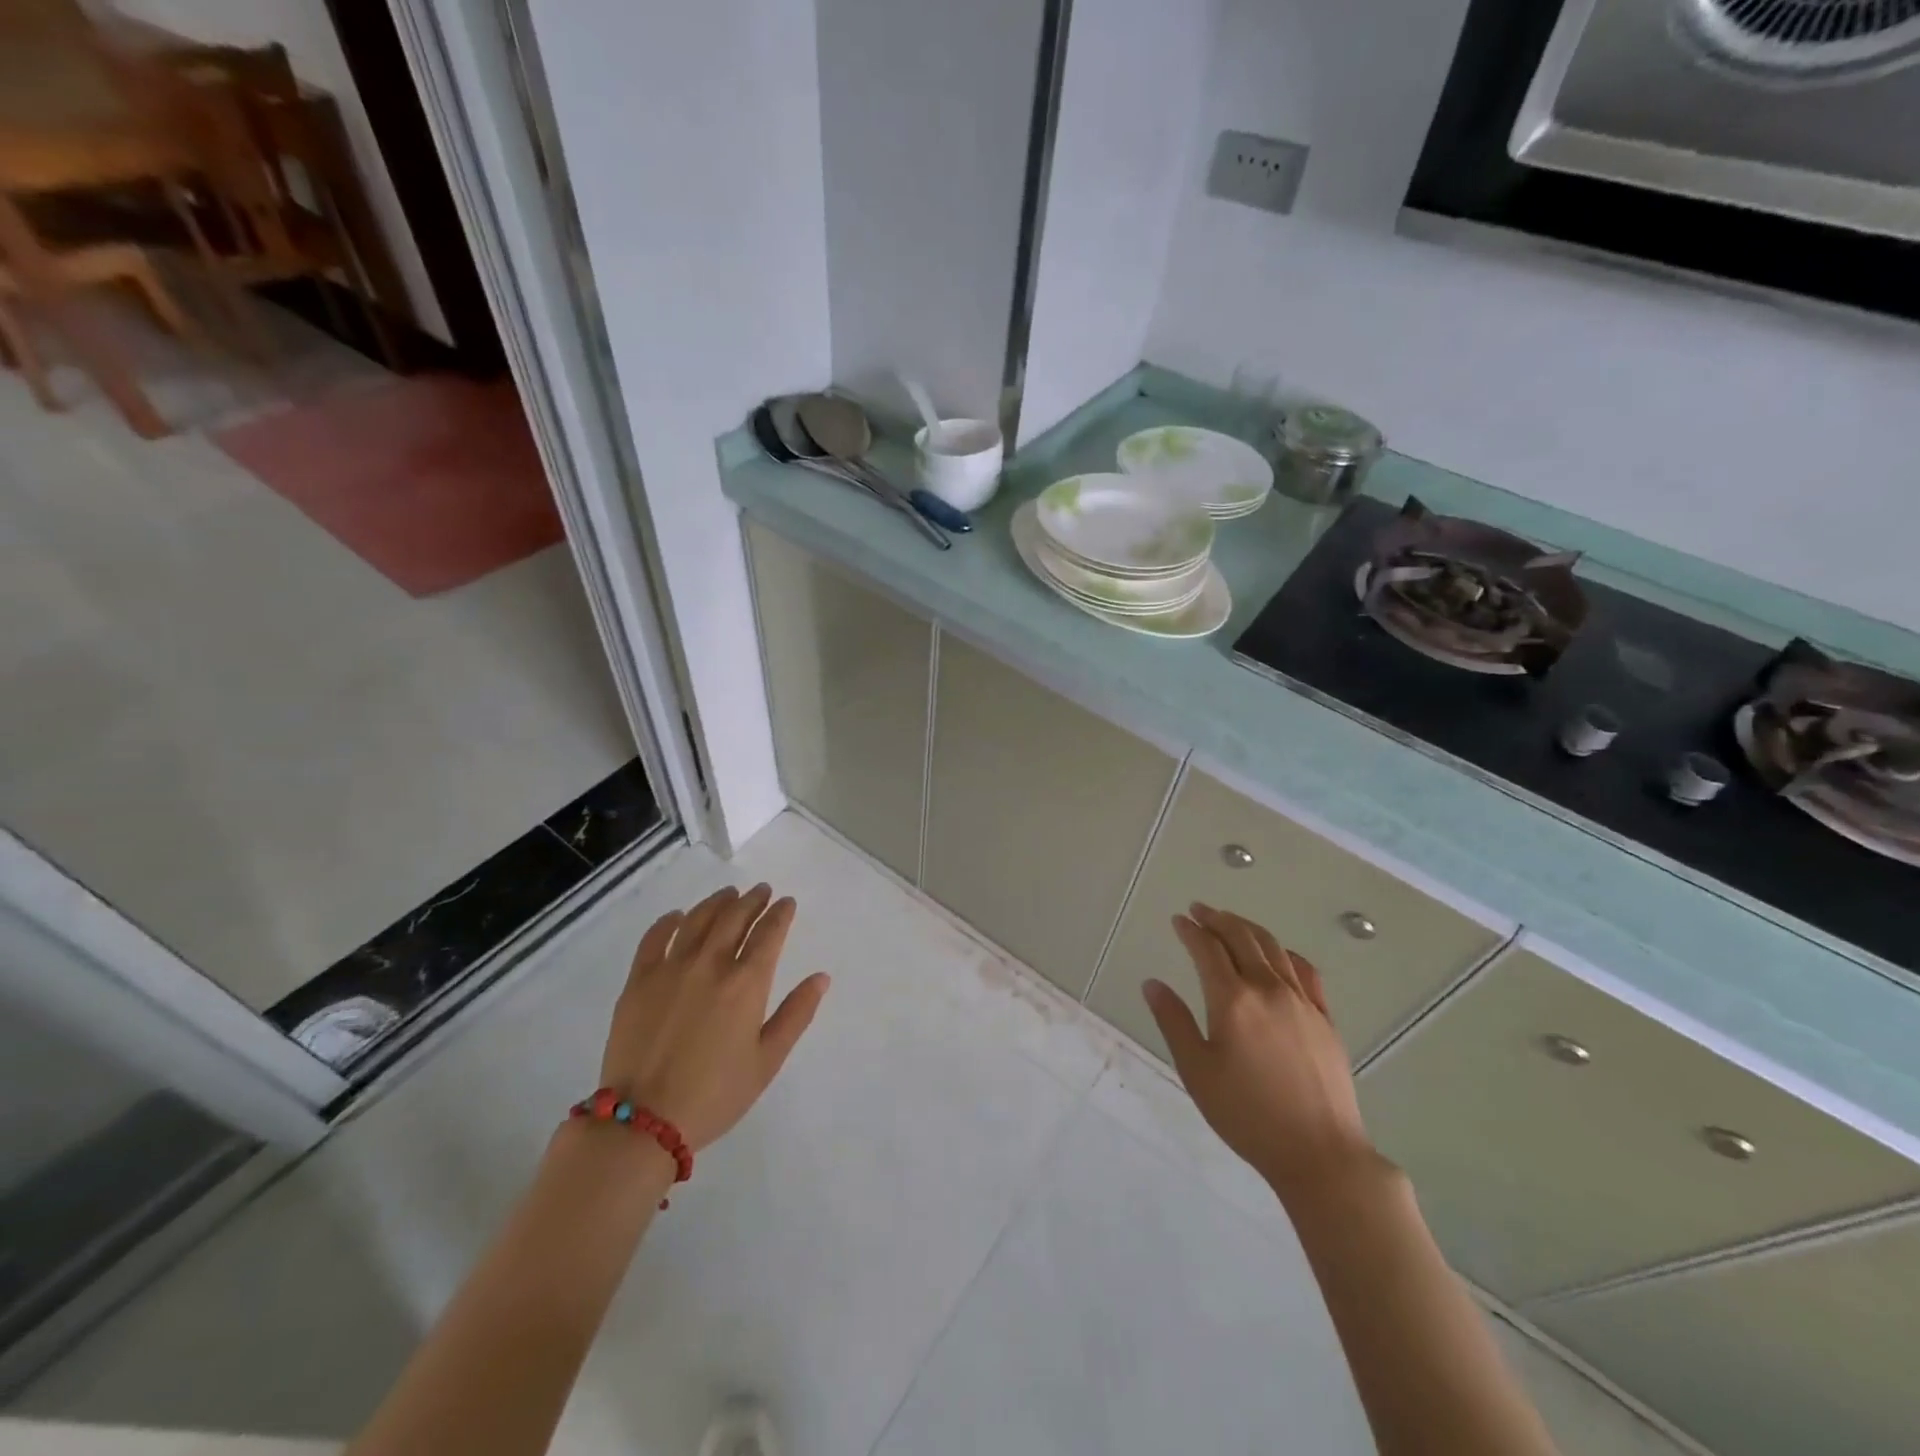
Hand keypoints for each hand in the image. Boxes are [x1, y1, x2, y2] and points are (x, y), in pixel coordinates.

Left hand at [600, 884, 829, 1150]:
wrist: (644, 1122)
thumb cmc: (716, 1095)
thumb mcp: (767, 1060)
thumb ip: (796, 1014)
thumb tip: (821, 977)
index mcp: (746, 983)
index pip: (769, 932)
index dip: (781, 913)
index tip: (787, 903)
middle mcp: (711, 964)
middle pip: (735, 917)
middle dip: (752, 900)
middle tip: (761, 891)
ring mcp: (671, 968)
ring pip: (698, 919)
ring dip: (718, 902)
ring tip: (729, 894)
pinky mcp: (639, 980)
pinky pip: (655, 938)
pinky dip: (670, 921)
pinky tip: (678, 916)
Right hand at [1142, 903, 1380, 1207]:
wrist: (1321, 1153)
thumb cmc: (1248, 1115)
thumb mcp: (1197, 1071)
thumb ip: (1173, 1021)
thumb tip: (1152, 984)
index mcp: (1232, 999)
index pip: (1207, 949)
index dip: (1190, 930)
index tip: (1177, 920)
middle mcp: (1268, 989)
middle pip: (1241, 938)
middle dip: (1217, 919)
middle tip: (1199, 910)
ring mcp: (1302, 1001)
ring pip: (1273, 948)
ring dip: (1248, 928)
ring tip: (1231, 922)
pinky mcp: (1325, 1018)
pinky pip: (1305, 971)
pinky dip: (1285, 953)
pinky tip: (1278, 955)